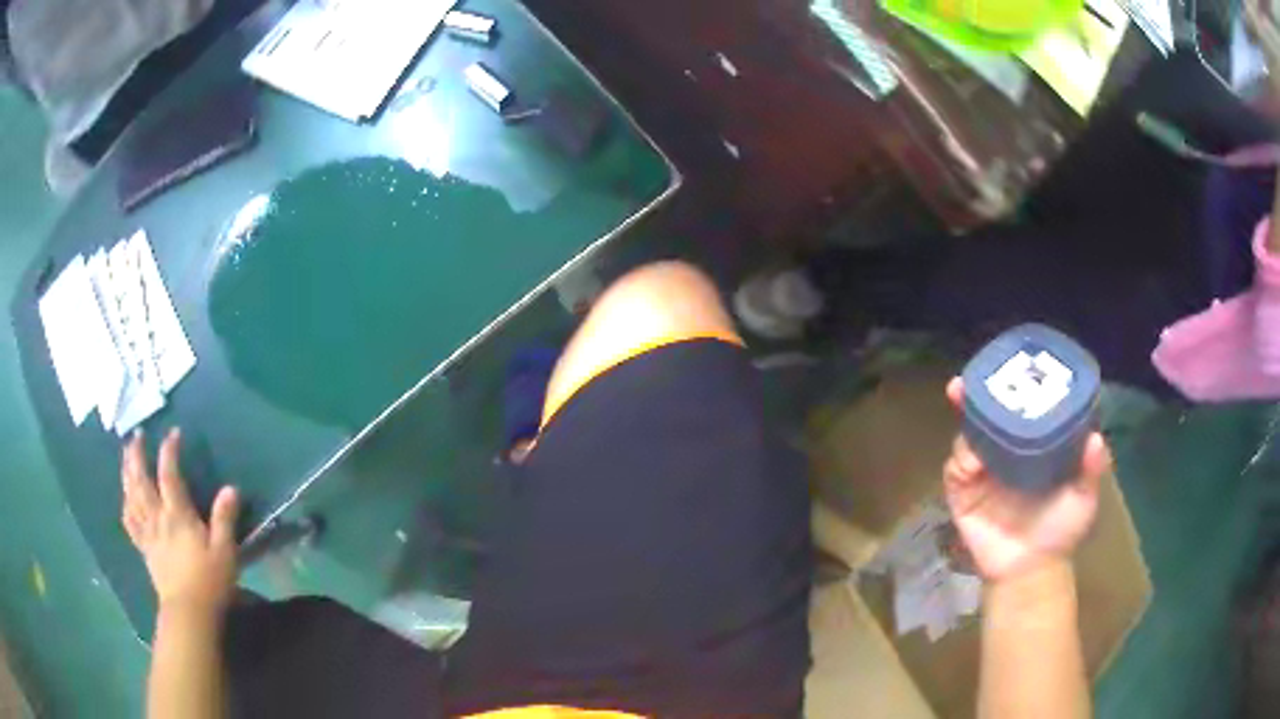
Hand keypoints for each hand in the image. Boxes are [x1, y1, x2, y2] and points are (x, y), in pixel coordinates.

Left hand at [121, 429, 240, 618]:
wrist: (189, 613)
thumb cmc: (209, 582)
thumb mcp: (224, 551)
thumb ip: (224, 519)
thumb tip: (231, 488)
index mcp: (177, 515)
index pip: (169, 474)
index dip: (170, 451)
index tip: (173, 433)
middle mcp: (157, 517)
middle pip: (141, 480)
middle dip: (137, 455)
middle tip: (136, 435)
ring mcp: (148, 533)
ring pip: (131, 496)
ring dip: (126, 473)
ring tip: (125, 458)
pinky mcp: (145, 549)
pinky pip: (130, 522)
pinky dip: (126, 505)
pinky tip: (126, 499)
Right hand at [942, 379, 1108, 582]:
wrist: (1029, 570)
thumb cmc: (1061, 530)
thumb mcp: (1084, 498)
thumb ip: (1091, 470)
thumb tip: (1097, 438)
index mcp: (1034, 446)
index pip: (1023, 409)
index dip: (1017, 385)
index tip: (1015, 364)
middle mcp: (1006, 452)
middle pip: (990, 416)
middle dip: (977, 395)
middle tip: (968, 379)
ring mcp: (983, 471)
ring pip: (970, 436)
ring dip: (965, 418)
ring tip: (962, 399)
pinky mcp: (964, 493)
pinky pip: (956, 468)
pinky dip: (961, 458)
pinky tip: (971, 457)